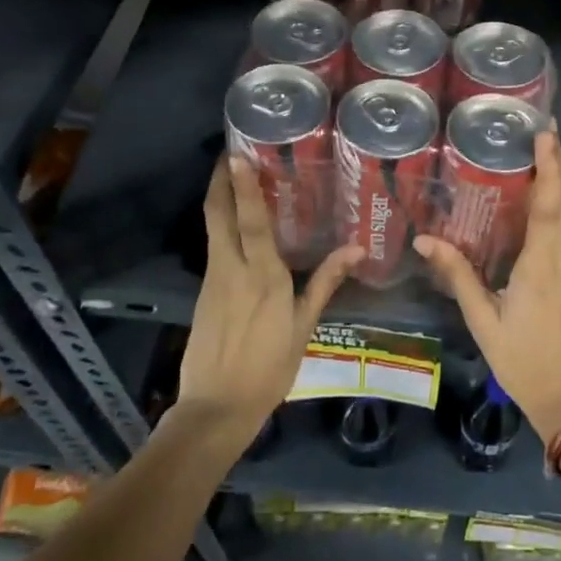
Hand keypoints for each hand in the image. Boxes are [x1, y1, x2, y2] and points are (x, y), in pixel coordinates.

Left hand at [178, 155, 361, 450]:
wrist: (217, 407)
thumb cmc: (269, 368)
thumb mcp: (304, 327)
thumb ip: (325, 283)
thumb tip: (357, 250)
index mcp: (262, 275)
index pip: (249, 219)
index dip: (241, 184)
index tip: (236, 154)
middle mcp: (231, 268)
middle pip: (218, 214)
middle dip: (219, 181)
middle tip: (228, 154)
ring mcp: (212, 280)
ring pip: (212, 228)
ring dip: (218, 199)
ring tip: (233, 178)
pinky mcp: (203, 293)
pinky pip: (213, 248)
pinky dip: (221, 226)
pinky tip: (235, 226)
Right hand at [414, 130, 560, 441]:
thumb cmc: (524, 362)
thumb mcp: (484, 320)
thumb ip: (459, 276)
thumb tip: (425, 241)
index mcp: (545, 265)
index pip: (550, 204)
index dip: (549, 166)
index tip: (546, 132)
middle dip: (553, 166)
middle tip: (539, 133)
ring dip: (552, 191)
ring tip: (530, 164)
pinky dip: (551, 218)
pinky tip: (531, 216)